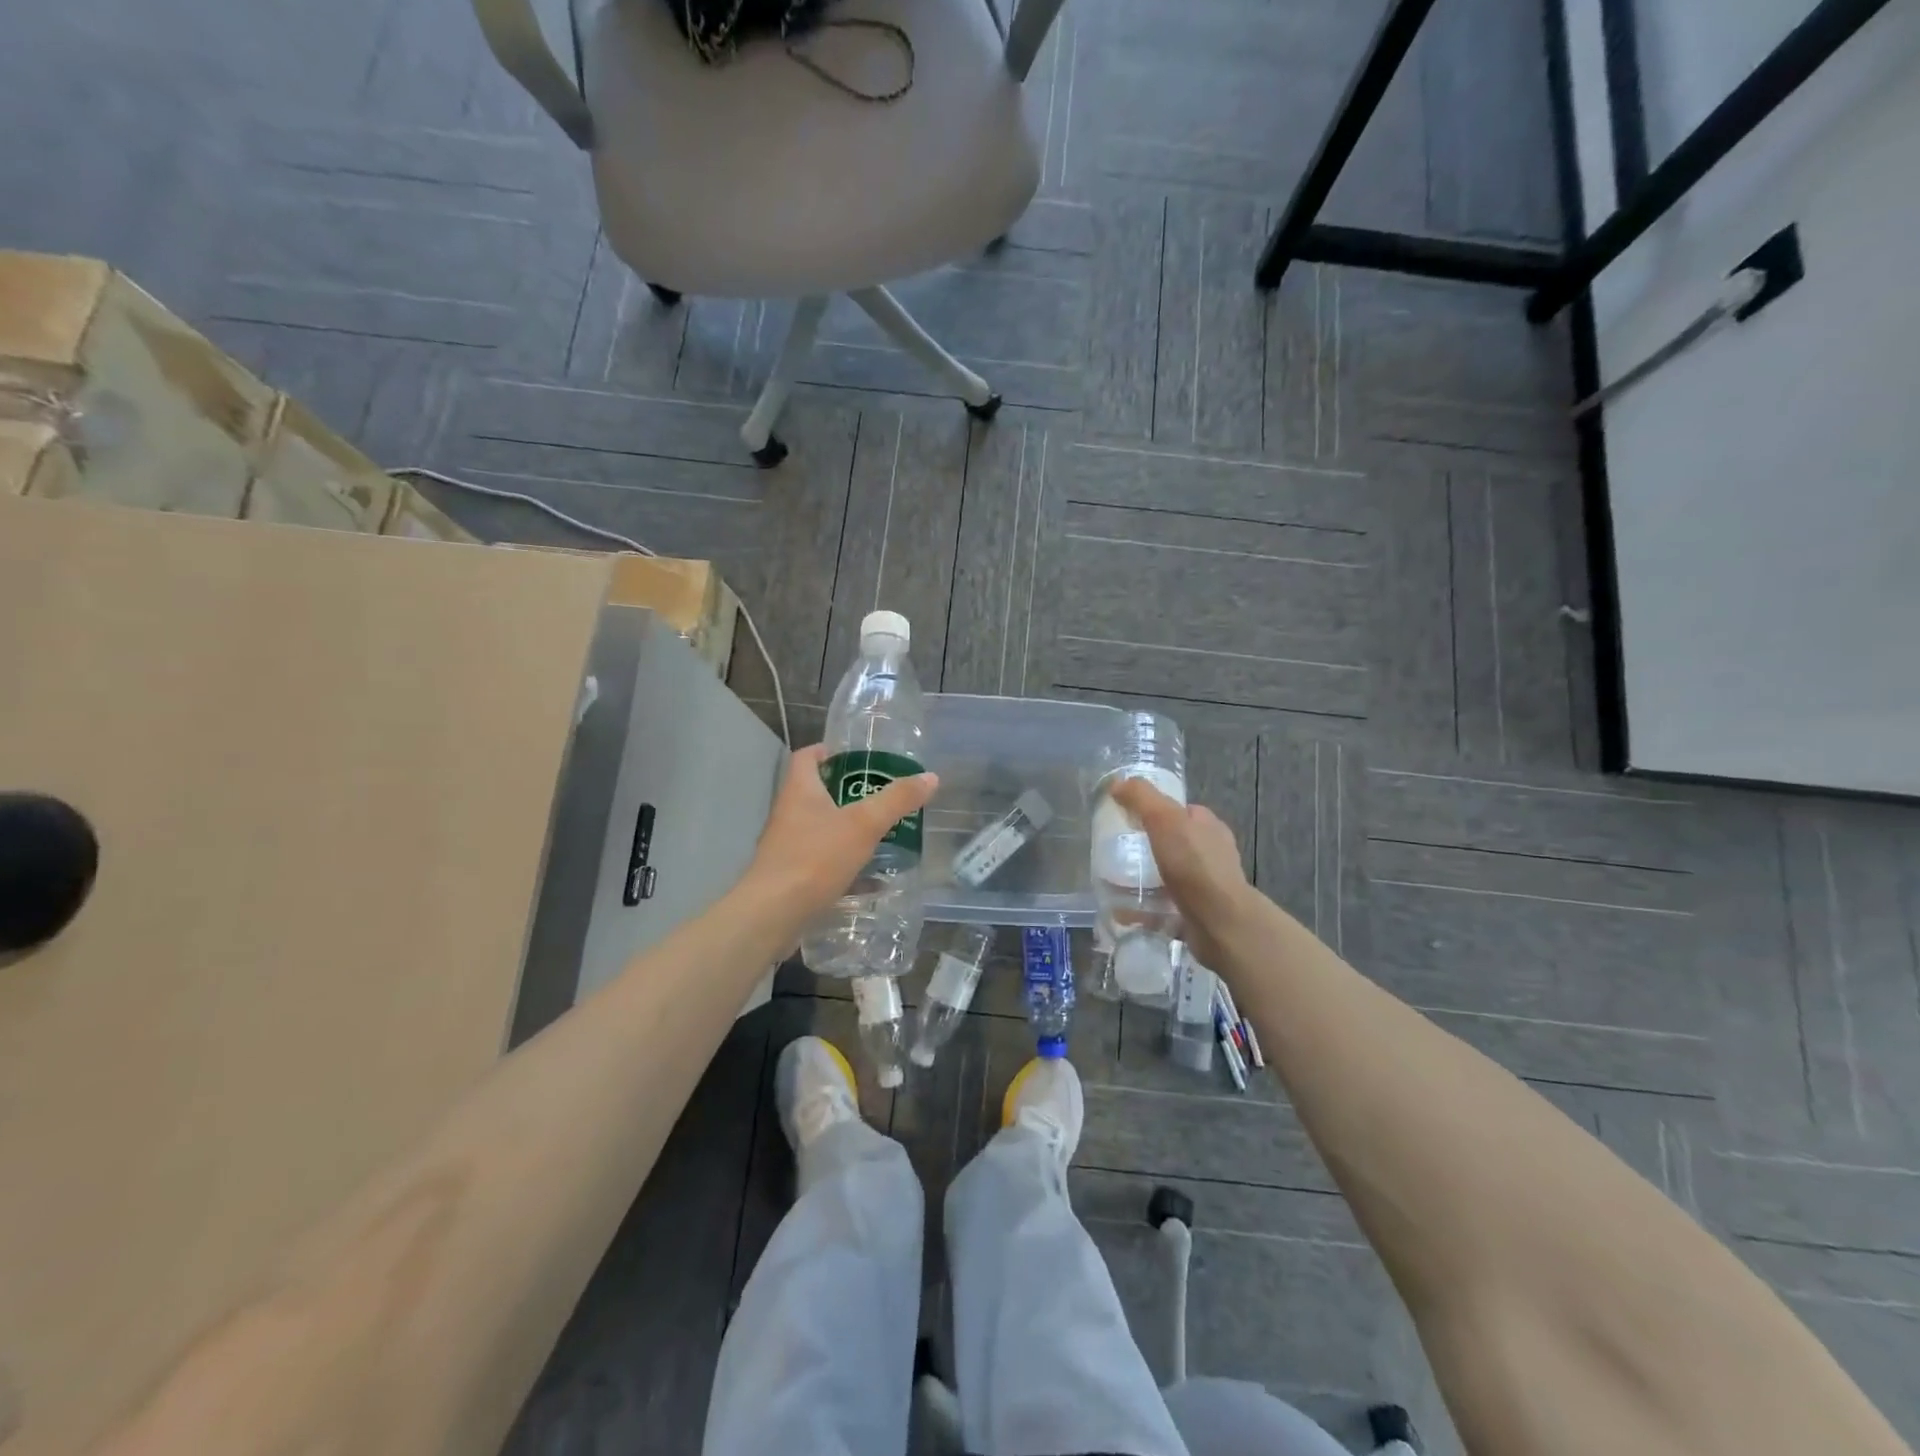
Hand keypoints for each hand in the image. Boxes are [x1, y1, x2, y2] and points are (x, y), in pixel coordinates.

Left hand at [744, 745, 938, 921]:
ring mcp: (787, 847)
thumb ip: (896, 800)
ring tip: (880, 832)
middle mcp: (789, 814)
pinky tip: (871, 879)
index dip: (826, 750)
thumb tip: (930, 777)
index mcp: (800, 791)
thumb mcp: (863, 825)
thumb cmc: (815, 858)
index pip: (805, 757)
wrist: (773, 914)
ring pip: (820, 829)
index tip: (851, 755)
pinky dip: (845, 865)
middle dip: (846, 792)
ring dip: (846, 828)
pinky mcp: (791, 876)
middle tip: (879, 794)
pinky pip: (822, 862)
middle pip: (815, 793)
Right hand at [1110, 777, 1253, 967]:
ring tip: (1114, 882)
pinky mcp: (1197, 913)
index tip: (1126, 818)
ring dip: (1144, 878)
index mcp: (1208, 826)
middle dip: (1147, 846)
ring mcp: (1206, 885)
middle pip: (1173, 842)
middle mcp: (1211, 853)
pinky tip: (1123, 911)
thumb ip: (1141, 797)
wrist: (1221, 922)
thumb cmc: (1194, 865)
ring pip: (1169, 875)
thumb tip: (1116, 783)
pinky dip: (1144, 908)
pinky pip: (1164, 906)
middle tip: (1117, 851)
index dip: (1154, 810)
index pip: (1180, 810)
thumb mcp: (1164, 819)